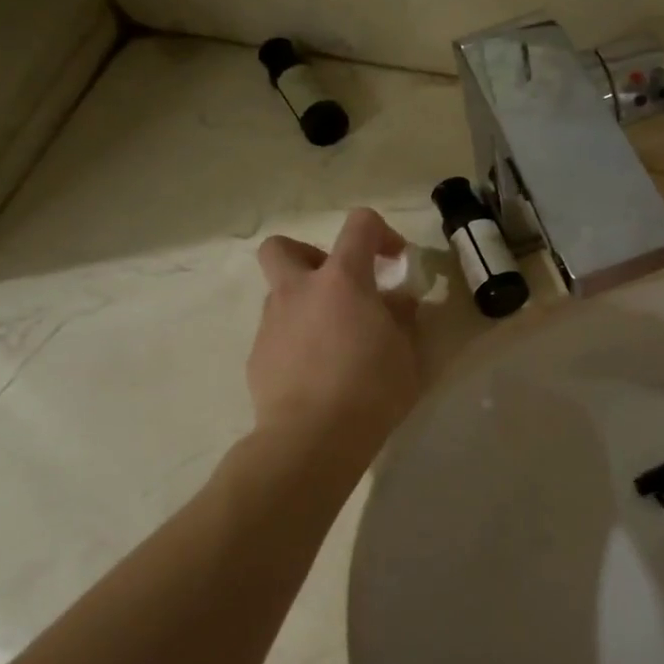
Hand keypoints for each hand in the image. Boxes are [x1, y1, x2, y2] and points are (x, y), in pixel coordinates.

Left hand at [251, 208, 422, 460]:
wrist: (311, 439)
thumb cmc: (371, 389)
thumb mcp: (407, 352)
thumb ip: (402, 318)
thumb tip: (397, 301)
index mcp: (342, 280)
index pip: (358, 225)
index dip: (381, 232)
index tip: (394, 261)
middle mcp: (299, 291)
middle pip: (282, 247)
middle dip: (308, 255)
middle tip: (336, 286)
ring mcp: (271, 324)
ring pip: (280, 294)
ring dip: (305, 304)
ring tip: (334, 342)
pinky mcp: (257, 357)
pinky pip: (277, 334)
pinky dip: (296, 341)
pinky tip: (315, 373)